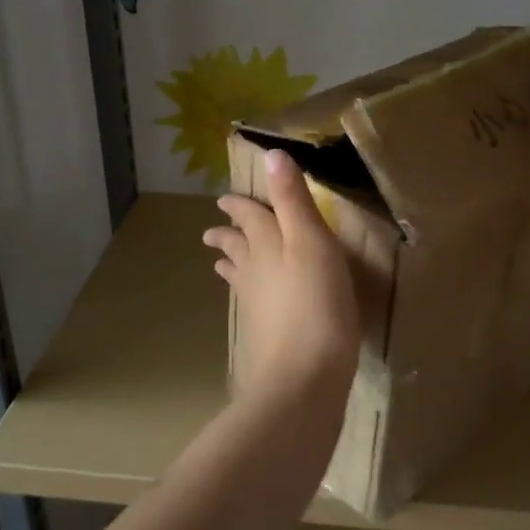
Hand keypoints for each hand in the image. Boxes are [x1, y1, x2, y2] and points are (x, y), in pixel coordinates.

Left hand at [203, 150, 360, 401]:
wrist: (304, 375)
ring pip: (239, 275)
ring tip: (220, 261)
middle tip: (213, 228)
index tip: (225, 199)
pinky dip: (244, 292)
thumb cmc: (316, 302)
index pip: (250, 215)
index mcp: (267, 244)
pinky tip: (251, 304)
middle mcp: (255, 270)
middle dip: (228, 233)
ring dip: (230, 262)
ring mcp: (256, 305)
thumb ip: (293, 200)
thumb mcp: (311, 241)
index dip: (241, 204)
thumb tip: (272, 154)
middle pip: (238, 245)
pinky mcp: (263, 333)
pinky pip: (248, 302)